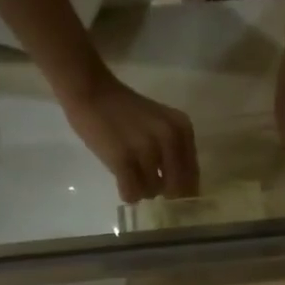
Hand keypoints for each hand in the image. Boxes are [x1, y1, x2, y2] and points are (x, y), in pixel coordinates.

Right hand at [59, 68, 198, 202]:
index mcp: (183, 129)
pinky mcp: (123, 159)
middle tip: (146, 179)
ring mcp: (146, 149)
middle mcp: (169, 138)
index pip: (192, 177)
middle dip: (162, 191)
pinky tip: (121, 180)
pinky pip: (132, 193)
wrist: (91, 91)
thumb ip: (176, 151)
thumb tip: (181, 190)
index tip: (165, 185)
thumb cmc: (125, 111)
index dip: (180, 188)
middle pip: (176, 190)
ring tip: (130, 173)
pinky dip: (127, 193)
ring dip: (141, 189)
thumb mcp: (162, 125)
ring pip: (152, 192)